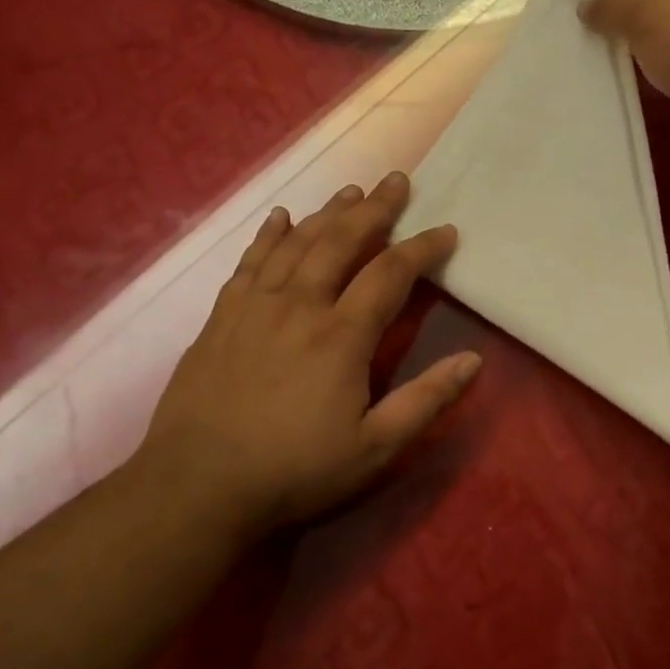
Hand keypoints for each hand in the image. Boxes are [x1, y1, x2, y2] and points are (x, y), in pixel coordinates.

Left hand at [135, 173, 480, 537]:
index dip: (422, 249)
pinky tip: (280, 217)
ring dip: (327, 213)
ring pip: (297, 243)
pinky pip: (249, 262)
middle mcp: (299, 306)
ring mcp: (254, 307)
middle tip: (396, 181)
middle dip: (374, 209)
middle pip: (341, 242)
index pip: (390, 275)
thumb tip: (473, 360)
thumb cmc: (294, 471)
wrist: (196, 487)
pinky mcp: (221, 318)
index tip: (445, 231)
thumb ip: (426, 400)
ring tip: (351, 191)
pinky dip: (268, 235)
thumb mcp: (374, 448)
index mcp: (341, 336)